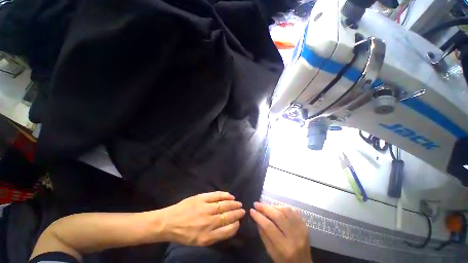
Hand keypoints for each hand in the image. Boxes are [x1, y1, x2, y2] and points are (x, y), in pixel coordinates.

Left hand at [159, 191, 244, 245]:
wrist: (169, 222)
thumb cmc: (184, 234)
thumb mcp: (199, 241)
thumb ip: (214, 235)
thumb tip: (228, 226)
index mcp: (207, 236)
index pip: (228, 230)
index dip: (235, 225)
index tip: (239, 221)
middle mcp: (208, 222)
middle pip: (228, 216)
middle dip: (237, 213)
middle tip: (242, 210)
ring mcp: (205, 208)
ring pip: (224, 205)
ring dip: (233, 203)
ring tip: (238, 203)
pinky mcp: (201, 198)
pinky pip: (216, 195)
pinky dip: (225, 195)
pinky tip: (230, 195)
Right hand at [250, 202, 311, 262]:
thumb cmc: (284, 260)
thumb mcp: (270, 252)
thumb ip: (263, 234)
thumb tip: (256, 217)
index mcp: (284, 247)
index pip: (269, 227)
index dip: (259, 217)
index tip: (251, 210)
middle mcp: (295, 236)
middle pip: (278, 216)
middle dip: (265, 207)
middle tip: (257, 204)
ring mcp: (302, 229)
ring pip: (286, 210)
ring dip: (274, 206)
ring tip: (267, 207)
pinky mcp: (305, 225)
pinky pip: (294, 210)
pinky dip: (284, 207)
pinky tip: (278, 209)